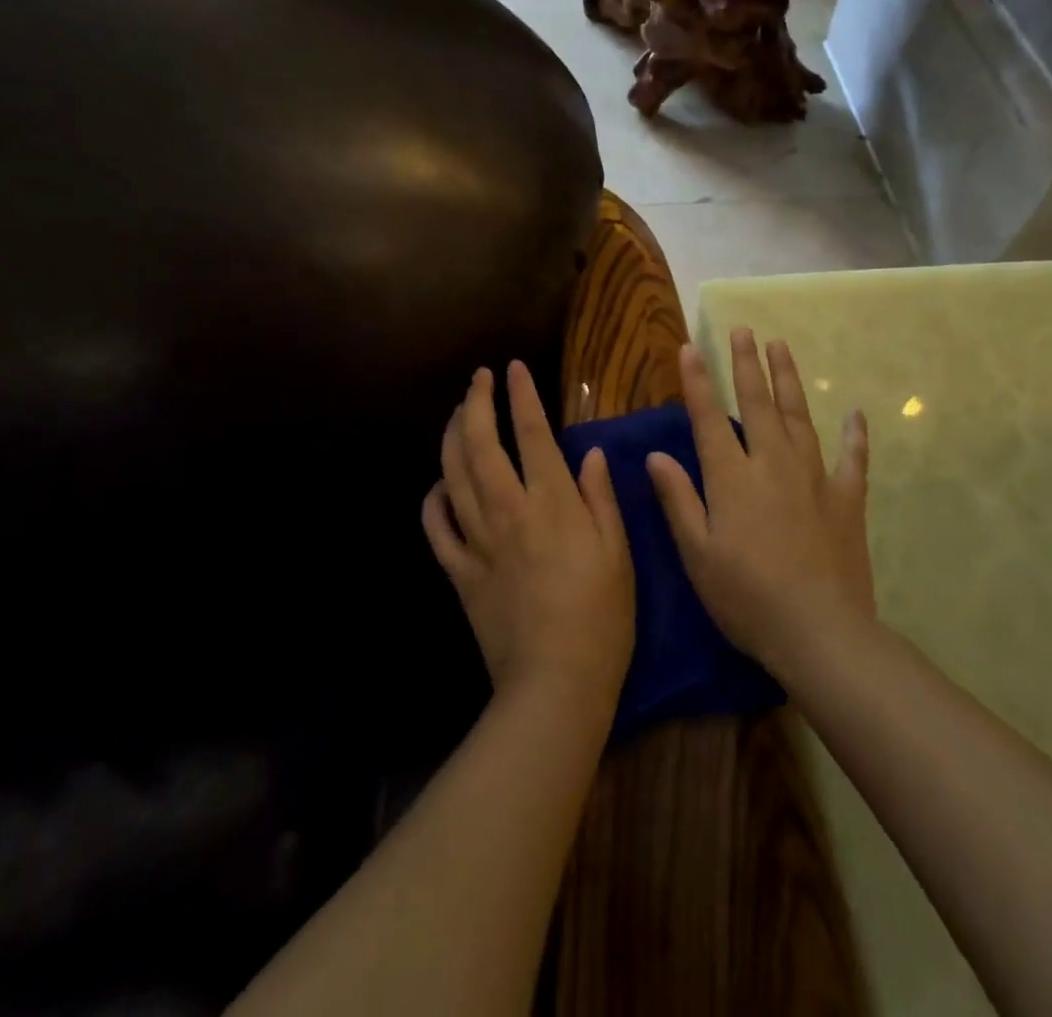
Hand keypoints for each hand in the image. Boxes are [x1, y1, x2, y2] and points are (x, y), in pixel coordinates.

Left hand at [422, 362, 635, 703]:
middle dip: (476, 404)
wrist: (555, 683)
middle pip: (481, 445)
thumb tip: (589, 453)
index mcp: (552, 505)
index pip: (532, 434)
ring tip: (458, 414)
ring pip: (453, 476)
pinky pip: (436, 527)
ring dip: (452, 438)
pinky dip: (433, 500)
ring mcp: (478, 541)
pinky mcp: (460, 572)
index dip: (521, 397)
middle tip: (478, 379)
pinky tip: (439, 485)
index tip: (514, 369)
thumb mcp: (617, 553)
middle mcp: (508, 512)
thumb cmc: (601, 618)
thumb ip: (601, 498)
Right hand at [647, 330, 873, 671]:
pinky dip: (855, 435)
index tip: (691, 347)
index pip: (709, 418)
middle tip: (744, 330)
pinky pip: (852, 458)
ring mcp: (814, 478)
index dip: (698, 381)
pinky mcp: (847, 499)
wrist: (819, 631)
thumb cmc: (746, 596)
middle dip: (747, 364)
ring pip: (800, 417)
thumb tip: (658, 454)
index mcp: (732, 478)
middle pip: (758, 404)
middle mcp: (772, 464)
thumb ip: (678, 499)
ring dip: (789, 380)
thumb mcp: (698, 553)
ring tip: (782, 347)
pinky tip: (856, 414)